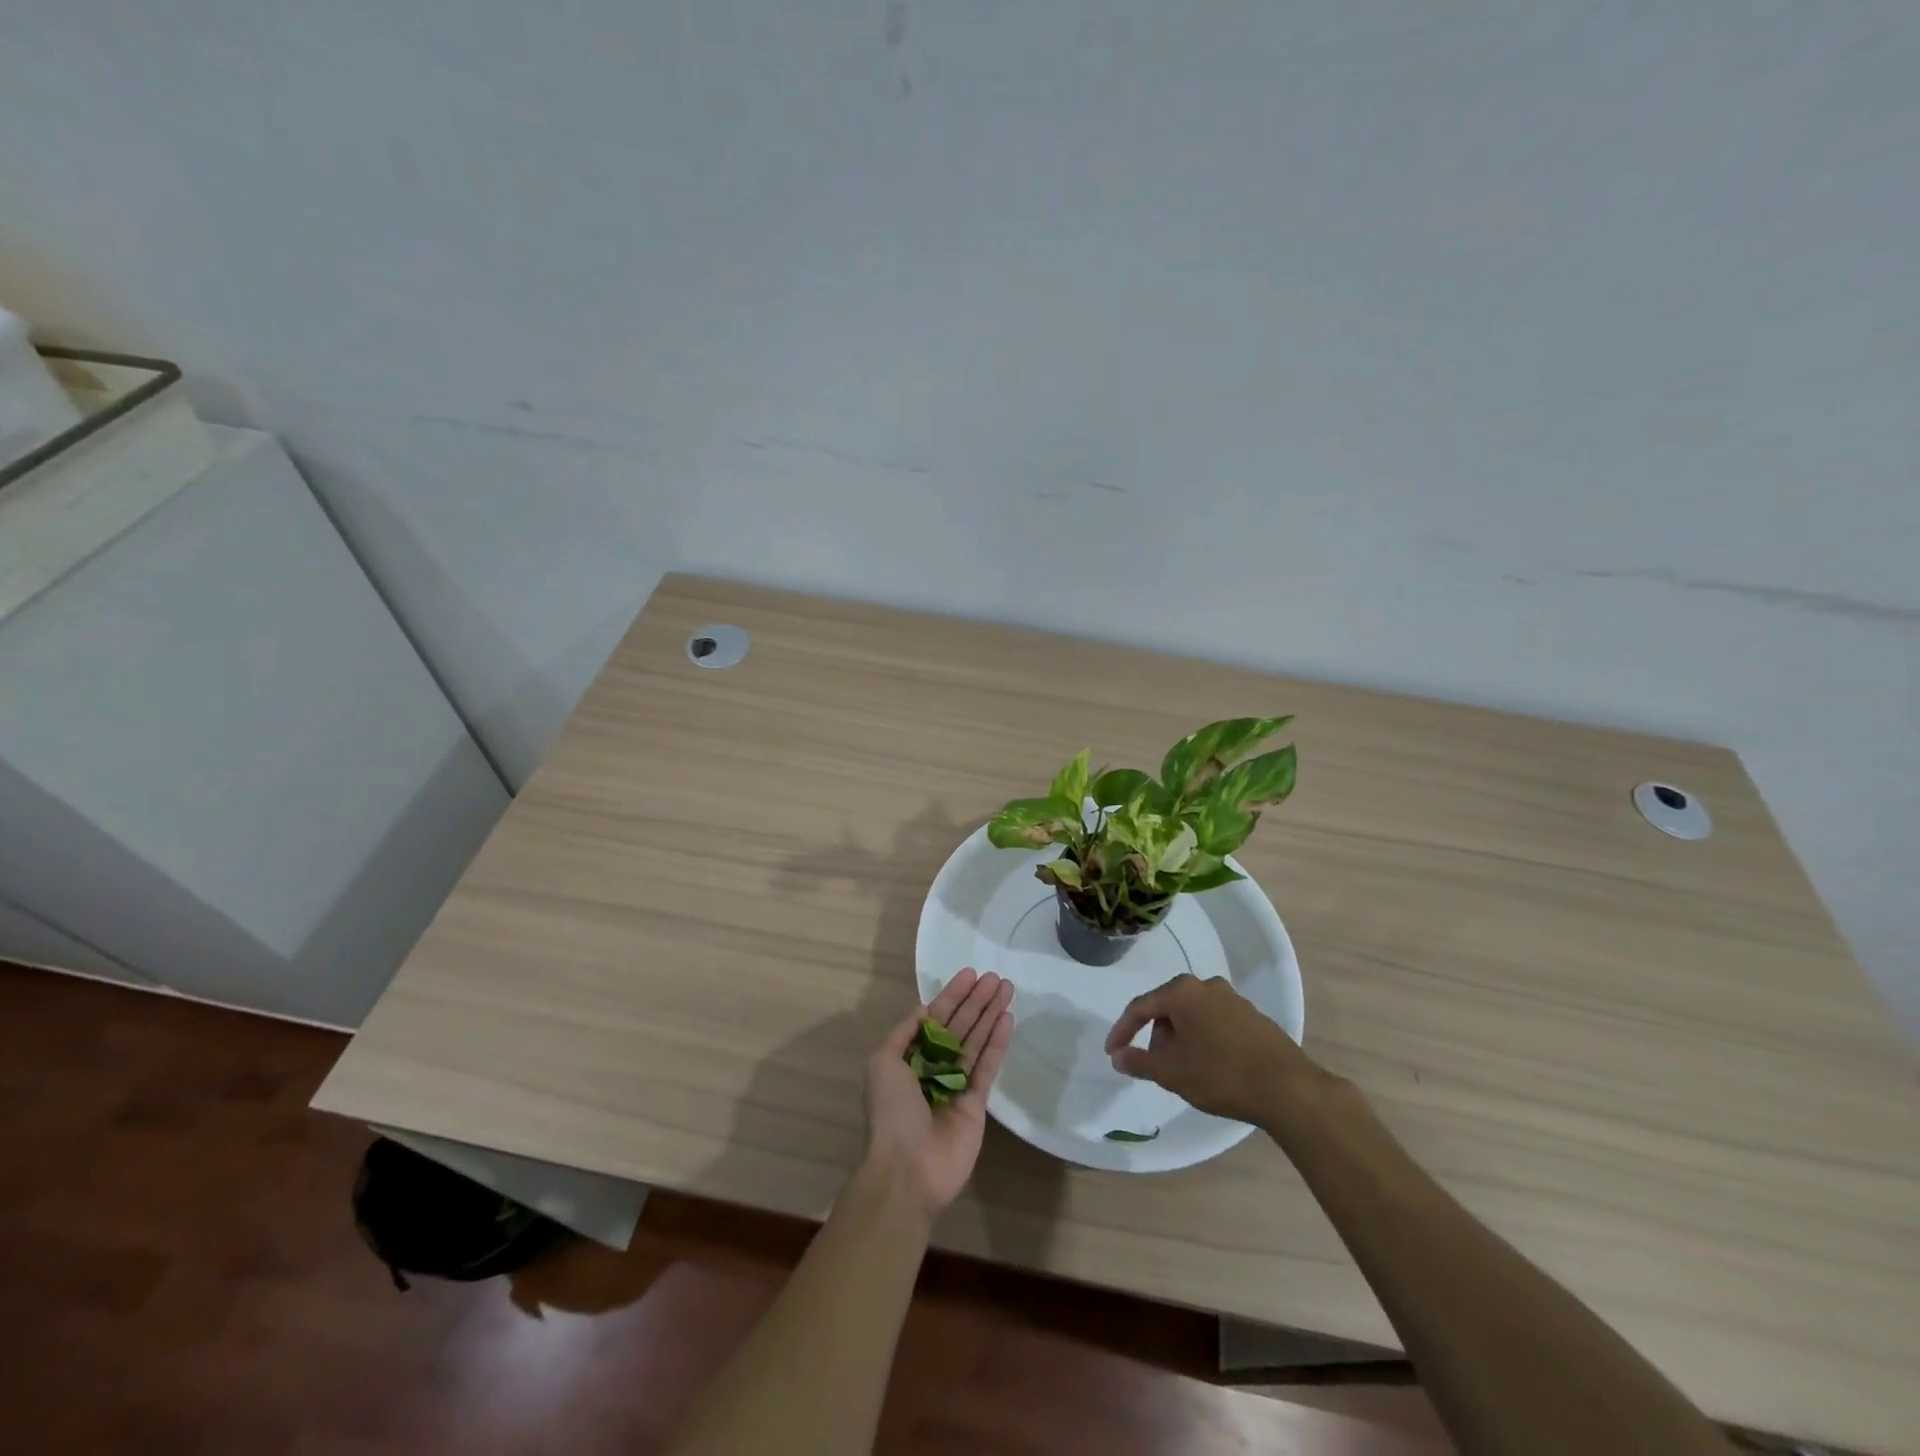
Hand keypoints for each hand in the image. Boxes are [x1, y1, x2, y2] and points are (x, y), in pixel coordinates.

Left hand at [863, 967, 1014, 1217]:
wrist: (908, 1169)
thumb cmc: (891, 1112)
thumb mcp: (882, 1063)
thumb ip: (905, 1034)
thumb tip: (925, 1010)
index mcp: (909, 1058)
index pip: (935, 1018)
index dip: (952, 996)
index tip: (970, 975)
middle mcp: (933, 1067)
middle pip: (959, 1026)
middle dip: (976, 1001)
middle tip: (995, 978)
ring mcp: (956, 1084)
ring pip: (976, 1041)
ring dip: (990, 1015)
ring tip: (1006, 989)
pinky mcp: (977, 1103)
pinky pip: (988, 1066)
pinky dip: (997, 1043)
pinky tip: (1007, 1019)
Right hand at [1104, 973, 1321, 1124]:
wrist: (1288, 1089)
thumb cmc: (1220, 1074)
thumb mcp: (1171, 1072)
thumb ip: (1139, 1061)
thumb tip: (1119, 1056)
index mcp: (1182, 991)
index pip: (1140, 1007)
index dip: (1122, 1031)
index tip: (1113, 1053)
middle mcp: (1207, 986)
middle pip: (1168, 1009)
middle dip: (1157, 1037)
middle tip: (1155, 1067)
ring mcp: (1234, 1000)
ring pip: (1193, 1017)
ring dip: (1182, 1040)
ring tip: (1185, 1072)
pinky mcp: (1254, 1018)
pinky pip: (1216, 1025)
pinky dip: (1205, 1042)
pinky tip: (1212, 1069)